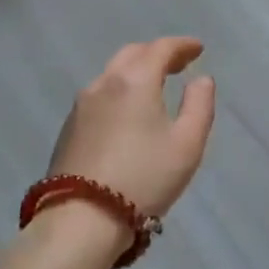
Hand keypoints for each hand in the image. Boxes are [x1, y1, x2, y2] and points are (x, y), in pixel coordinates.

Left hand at [49, 37, 216, 219]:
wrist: (80, 223)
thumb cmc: (143, 178)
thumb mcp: (187, 143)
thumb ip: (200, 105)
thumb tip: (201, 80)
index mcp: (135, 80)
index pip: (161, 48)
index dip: (182, 45)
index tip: (198, 49)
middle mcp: (104, 83)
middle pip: (133, 54)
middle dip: (158, 53)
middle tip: (178, 64)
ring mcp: (81, 107)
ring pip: (112, 74)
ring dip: (136, 71)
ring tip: (154, 86)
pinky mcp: (68, 130)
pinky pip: (99, 95)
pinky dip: (119, 91)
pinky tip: (127, 112)